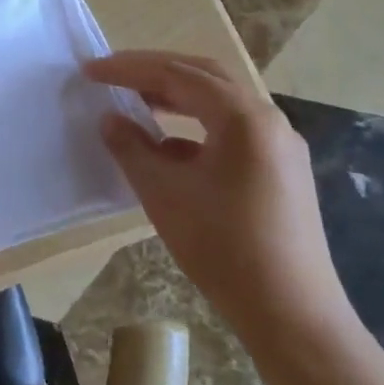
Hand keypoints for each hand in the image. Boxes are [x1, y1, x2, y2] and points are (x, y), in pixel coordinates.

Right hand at [82, 51, 350, 343]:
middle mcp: (268, 120)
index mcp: (243, 118)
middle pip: (204, 76)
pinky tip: (167, 146)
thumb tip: (110, 118)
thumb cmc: (224, 248)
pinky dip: (195, 125)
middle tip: (114, 75)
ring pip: (220, 102)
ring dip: (175, 96)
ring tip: (136, 101)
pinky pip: (232, 129)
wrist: (292, 316)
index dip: (129, 69)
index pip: (178, 74)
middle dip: (155, 71)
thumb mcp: (164, 193)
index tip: (91, 70)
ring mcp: (280, 146)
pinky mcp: (281, 170)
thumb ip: (131, 148)